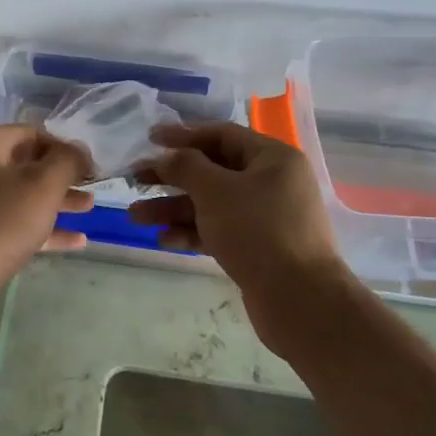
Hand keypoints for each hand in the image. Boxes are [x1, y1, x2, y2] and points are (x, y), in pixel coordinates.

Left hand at [0, 126, 92, 310]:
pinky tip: (75, 241)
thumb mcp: (42, 186)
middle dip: (62, 176)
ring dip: (56, 202)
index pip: (32, 133)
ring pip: (21, 196)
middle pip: (26, 164)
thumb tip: (79, 149)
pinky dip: (42, 229)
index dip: (65, 147)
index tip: (92, 167)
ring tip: (90, 209)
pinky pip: (13, 224)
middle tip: (94, 187)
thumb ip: (67, 161)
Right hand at [130, 123, 358, 357]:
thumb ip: (185, 166)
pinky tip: (164, 240)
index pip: (221, 135)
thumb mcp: (215, 190)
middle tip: (135, 180)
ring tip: (136, 217)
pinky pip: (219, 231)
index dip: (183, 135)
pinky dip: (192, 232)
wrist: (299, 300)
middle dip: (172, 178)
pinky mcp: (258, 248)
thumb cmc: (257, 231)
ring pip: (212, 204)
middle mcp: (272, 183)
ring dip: (174, 208)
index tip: (149, 139)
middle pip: (213, 171)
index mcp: (273, 158)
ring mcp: (266, 217)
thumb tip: (167, 156)